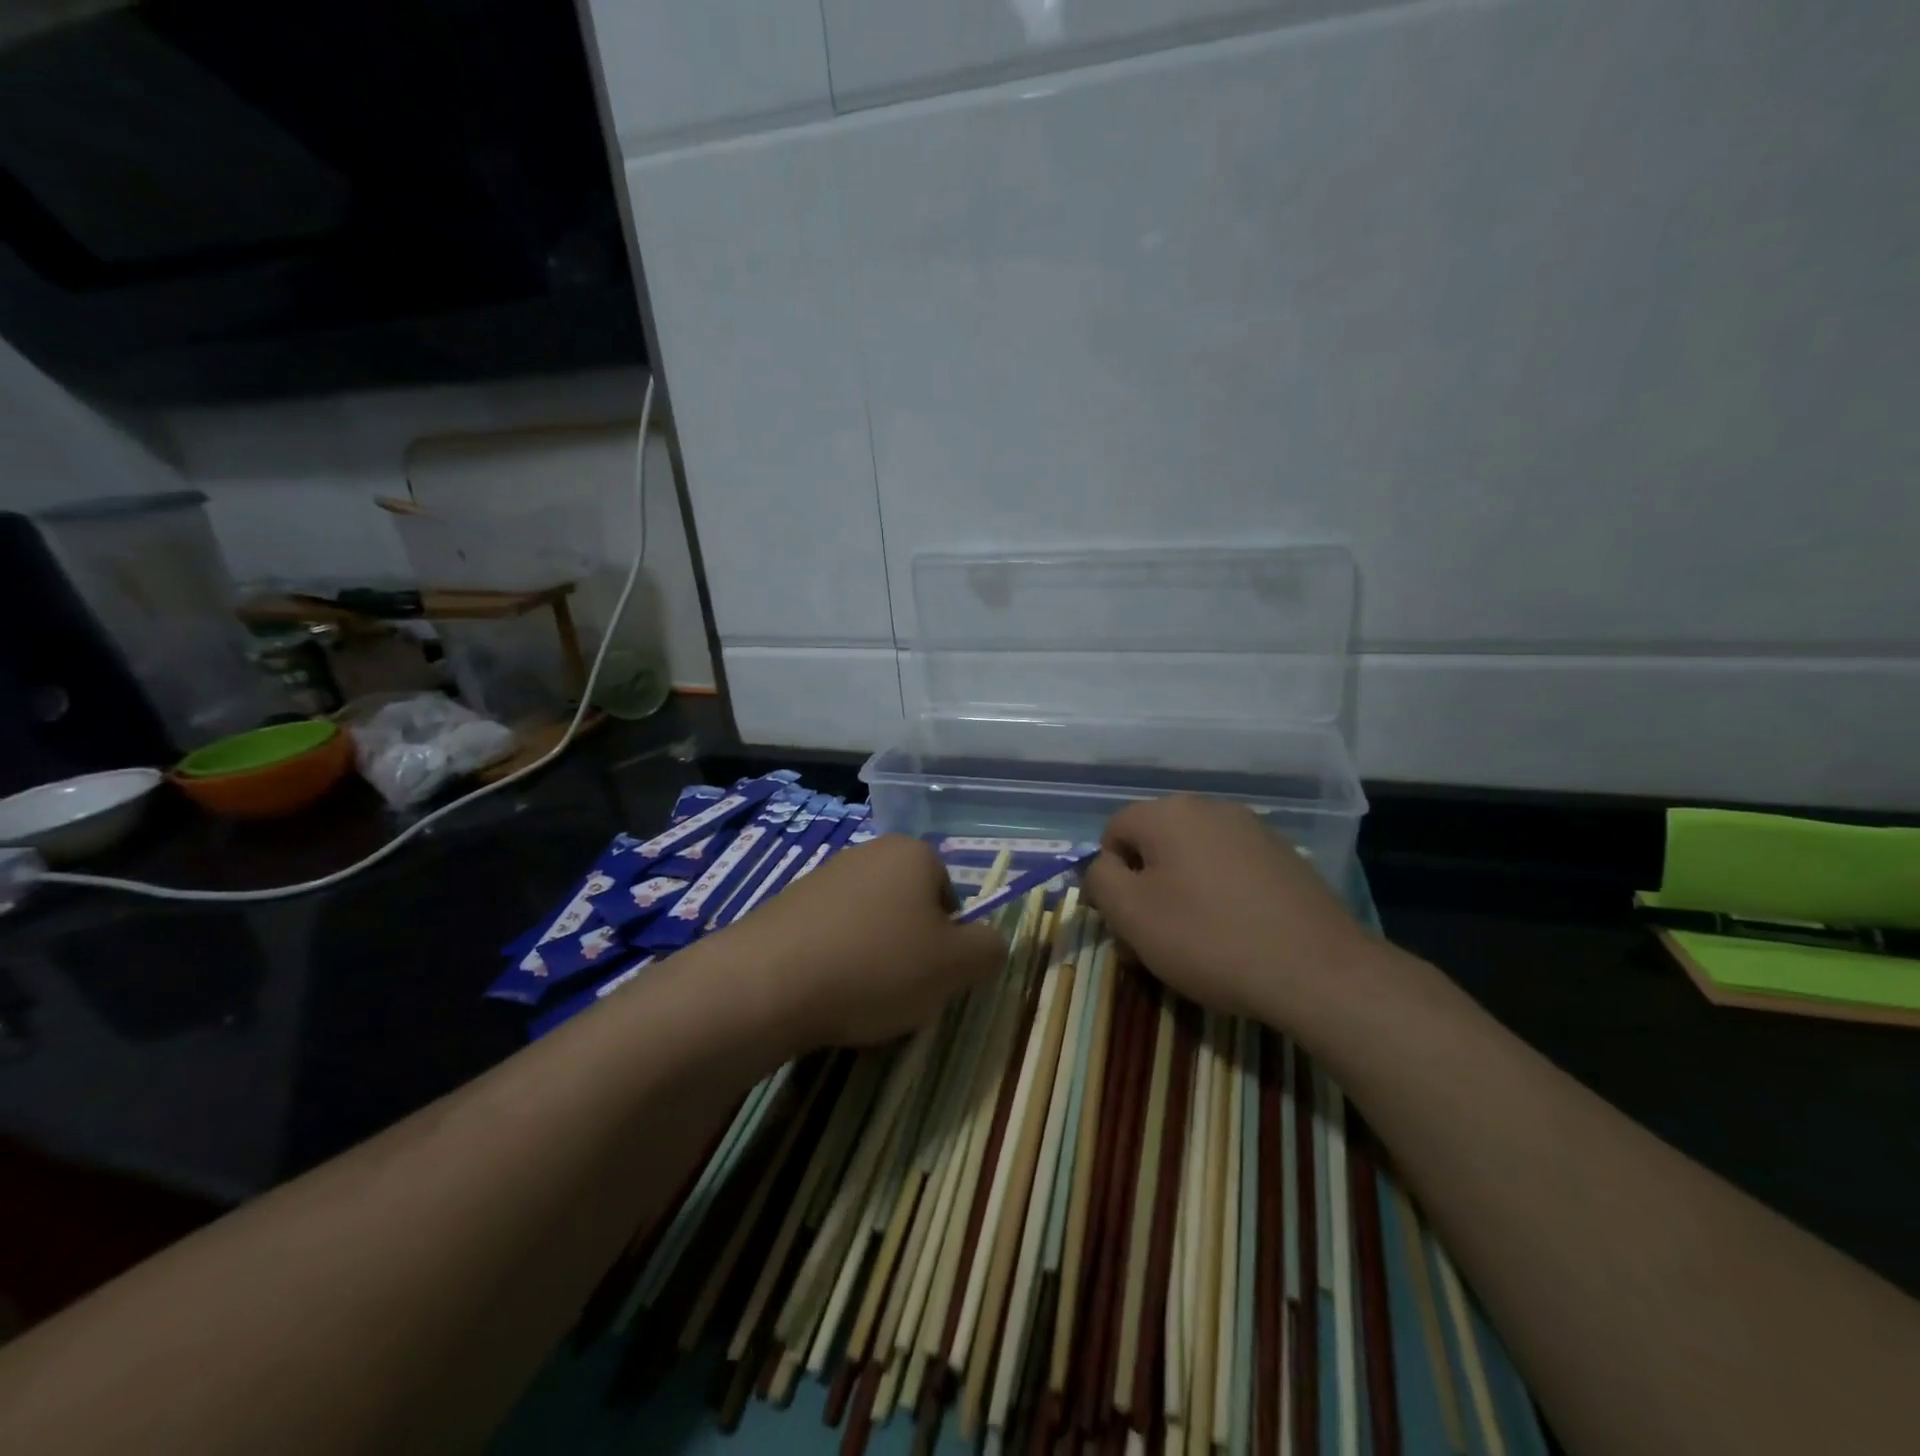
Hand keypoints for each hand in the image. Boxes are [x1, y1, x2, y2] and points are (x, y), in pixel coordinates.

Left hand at [730, 835, 1005, 1048]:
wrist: (767, 982)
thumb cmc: (876, 966)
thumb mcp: (956, 966)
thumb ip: (989, 949)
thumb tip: (988, 942)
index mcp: (912, 853)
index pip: (952, 899)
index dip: (949, 943)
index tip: (932, 977)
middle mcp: (868, 853)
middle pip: (909, 911)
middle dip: (910, 952)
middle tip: (900, 993)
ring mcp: (823, 877)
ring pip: (870, 928)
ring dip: (873, 962)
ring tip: (858, 1002)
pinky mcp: (786, 905)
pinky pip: (830, 939)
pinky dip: (835, 965)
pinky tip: (824, 996)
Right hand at [1082, 796, 1373, 1028]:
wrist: (1317, 970)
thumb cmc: (1208, 938)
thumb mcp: (1131, 914)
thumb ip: (1100, 880)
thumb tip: (1104, 866)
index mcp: (1169, 813)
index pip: (1113, 832)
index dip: (1108, 877)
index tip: (1123, 922)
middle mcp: (1210, 808)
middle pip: (1154, 845)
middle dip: (1143, 889)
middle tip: (1151, 942)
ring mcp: (1252, 831)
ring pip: (1192, 860)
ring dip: (1179, 895)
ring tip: (1191, 946)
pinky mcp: (1283, 858)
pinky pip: (1229, 871)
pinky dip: (1218, 898)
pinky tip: (1232, 937)